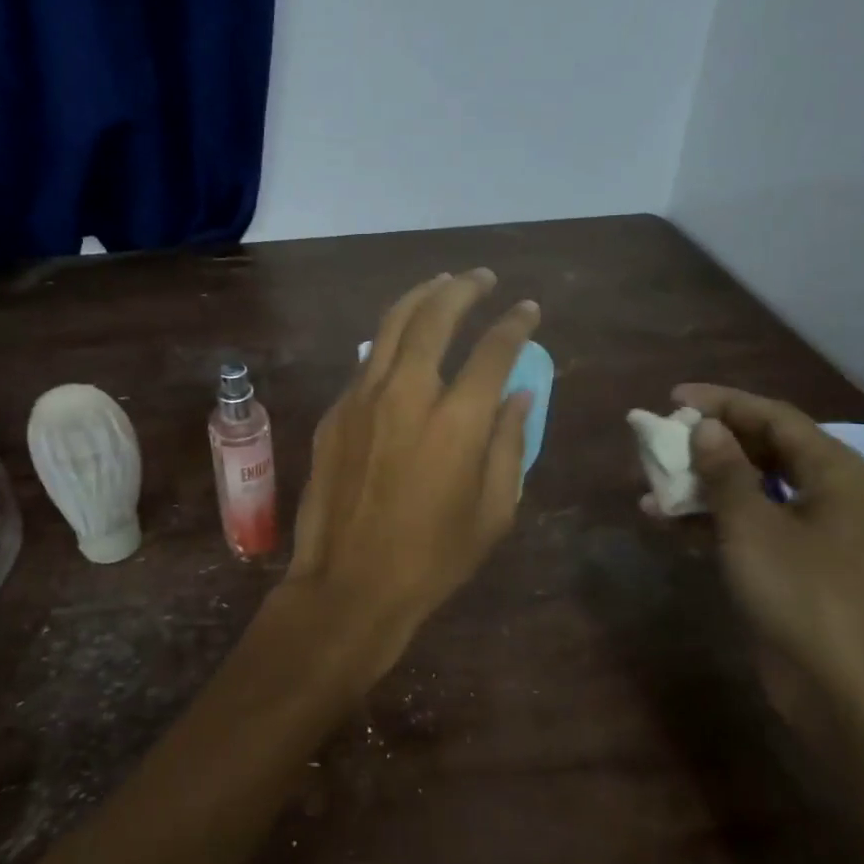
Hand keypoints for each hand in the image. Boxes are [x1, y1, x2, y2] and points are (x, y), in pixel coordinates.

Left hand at [283, 271, 538, 687]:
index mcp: (457, 421)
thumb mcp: (494, 511)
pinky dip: (390, 342)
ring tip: (441, 284)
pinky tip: (402, 344)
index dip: (515, 323)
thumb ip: (510, 444)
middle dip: (463, 289)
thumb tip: (518, 394)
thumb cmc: (433, 558)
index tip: (528, 310)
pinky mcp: (335, 413)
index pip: (493, 350)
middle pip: (435, 317)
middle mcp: (407, 394)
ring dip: (420, 298)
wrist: (350, 584)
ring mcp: (362, 399)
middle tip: (481, 278)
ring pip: (391, 326)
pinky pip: (366, 362)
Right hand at [672, 384, 863, 705]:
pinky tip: (667, 520)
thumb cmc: (801, 594)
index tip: (673, 397)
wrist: (841, 691)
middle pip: (763, 450)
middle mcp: (830, 494)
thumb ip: (725, 470)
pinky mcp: (796, 566)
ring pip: (752, 488)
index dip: (722, 402)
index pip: (774, 417)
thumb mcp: (752, 526)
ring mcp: (814, 533)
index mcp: (835, 473)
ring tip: (653, 481)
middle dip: (708, 442)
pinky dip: (711, 518)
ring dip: (703, 483)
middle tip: (661, 438)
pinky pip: (750, 524)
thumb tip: (704, 428)